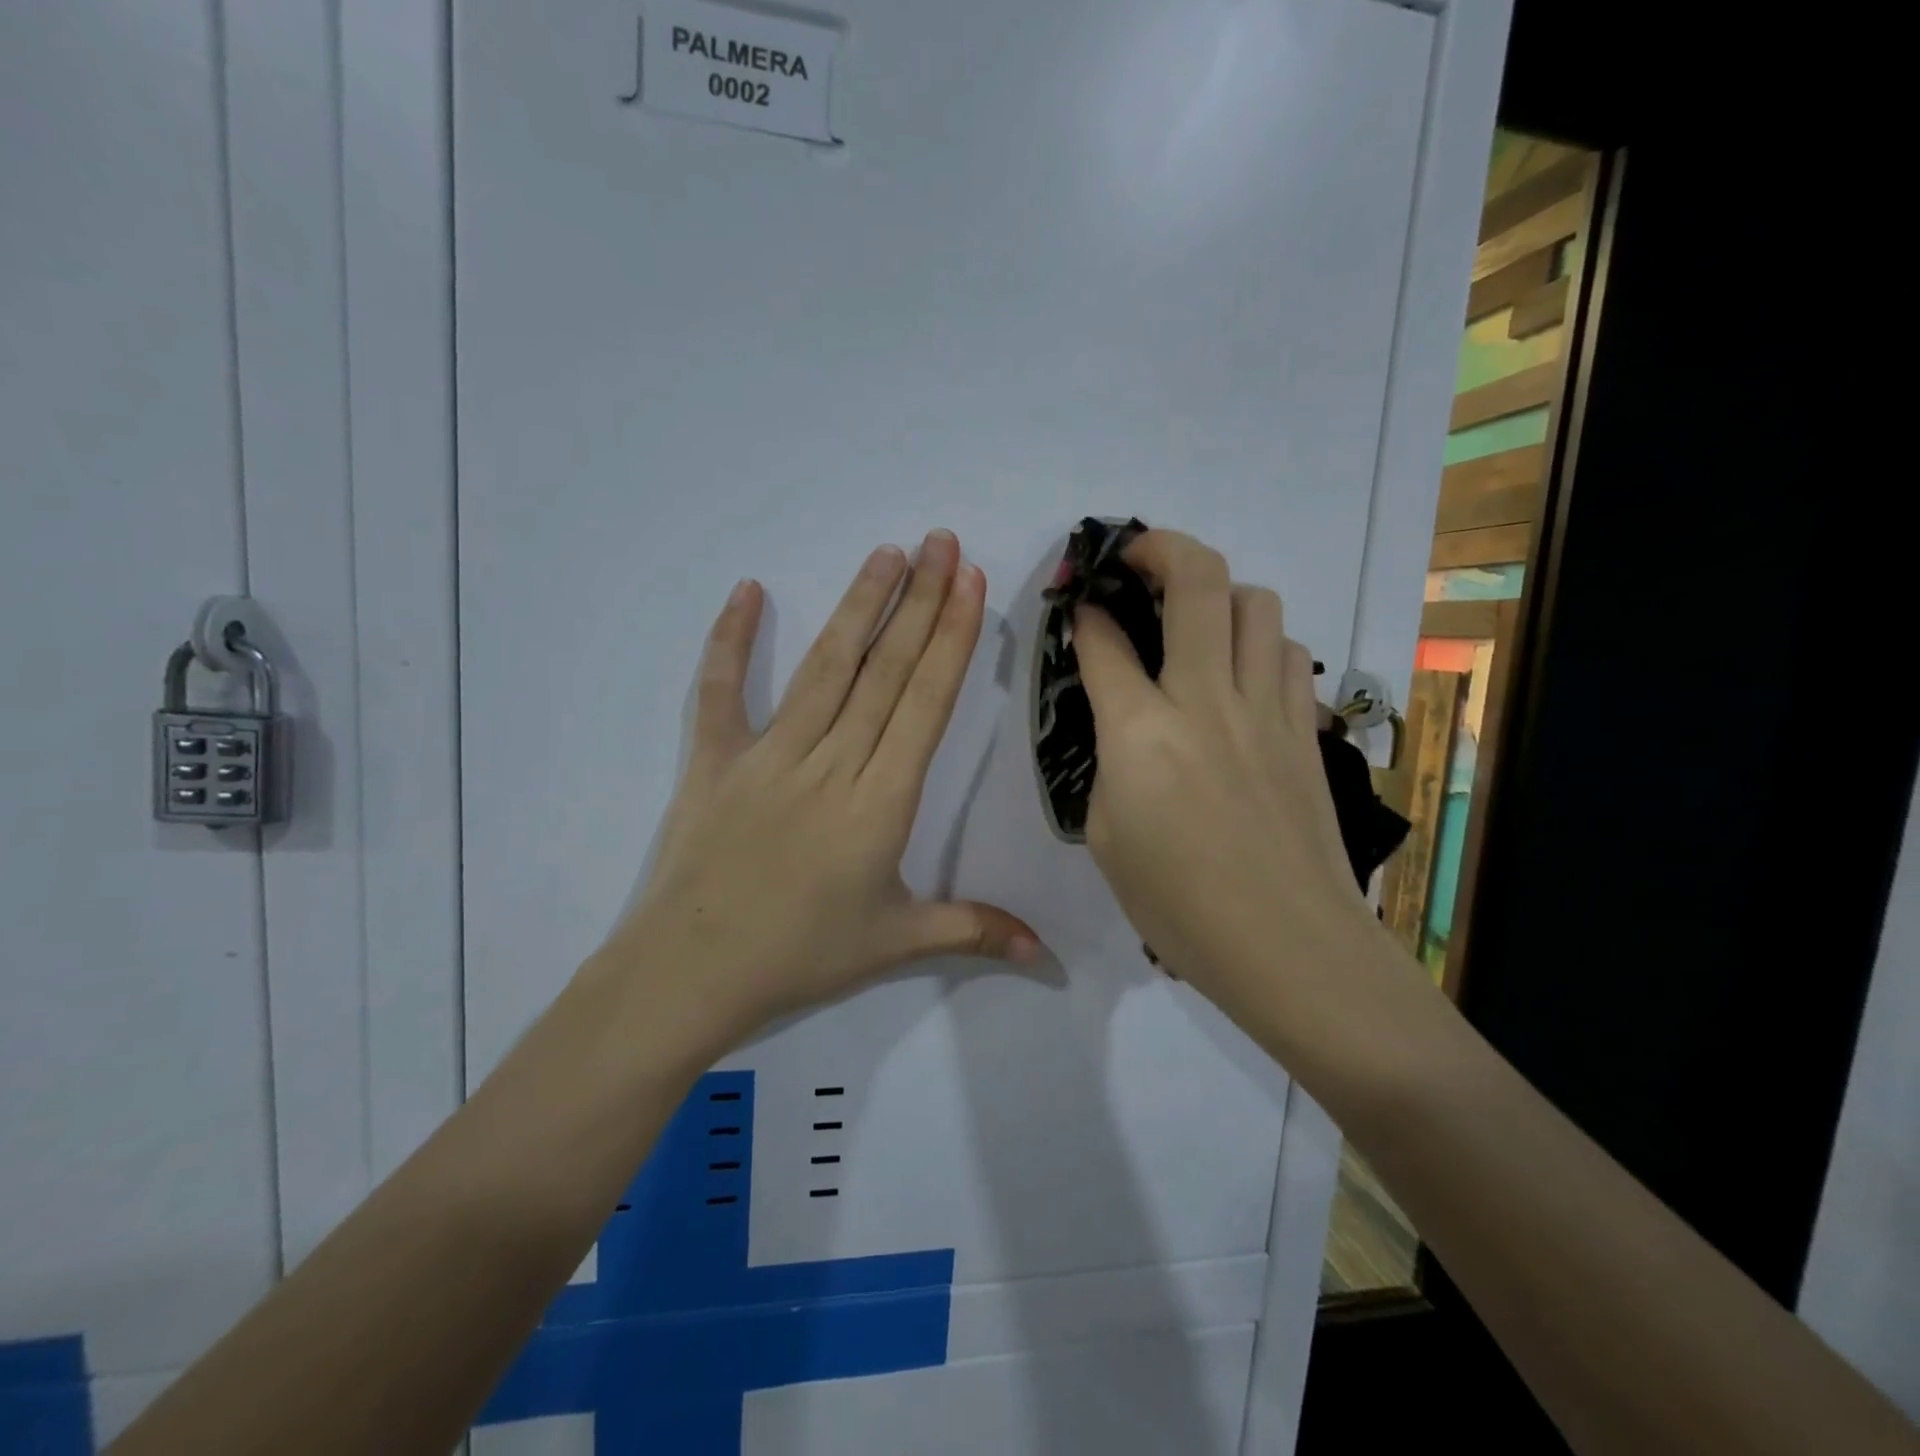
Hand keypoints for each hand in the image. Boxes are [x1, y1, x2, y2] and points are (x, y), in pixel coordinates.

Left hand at [596, 530, 1040, 1047]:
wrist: (690, 973)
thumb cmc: (800, 956)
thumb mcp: (897, 943)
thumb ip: (974, 931)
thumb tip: (1045, 953)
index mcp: (879, 801)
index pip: (924, 703)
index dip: (951, 638)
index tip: (971, 583)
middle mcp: (830, 762)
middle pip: (884, 670)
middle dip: (920, 601)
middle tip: (943, 542)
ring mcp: (768, 755)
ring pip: (824, 667)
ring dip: (859, 606)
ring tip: (887, 553)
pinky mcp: (715, 759)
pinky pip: (720, 690)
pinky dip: (731, 640)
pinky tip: (748, 590)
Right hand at [1072, 530, 1380, 1021]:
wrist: (1289, 946)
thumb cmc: (1179, 905)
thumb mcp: (1105, 836)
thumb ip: (1107, 763)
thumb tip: (1122, 724)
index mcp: (1142, 734)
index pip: (1104, 641)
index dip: (1083, 614)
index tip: (1076, 606)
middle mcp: (1207, 700)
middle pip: (1196, 581)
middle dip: (1158, 548)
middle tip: (1135, 557)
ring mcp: (1267, 710)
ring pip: (1256, 603)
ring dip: (1218, 593)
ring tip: (1194, 618)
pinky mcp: (1306, 729)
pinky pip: (1288, 654)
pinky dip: (1260, 642)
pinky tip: (1242, 673)